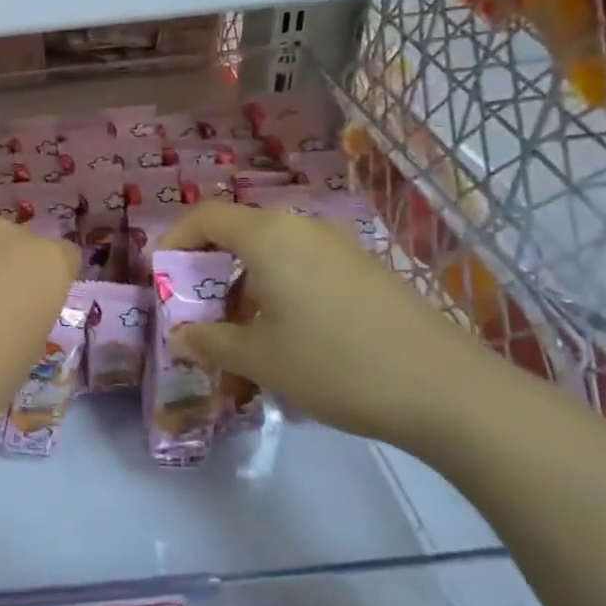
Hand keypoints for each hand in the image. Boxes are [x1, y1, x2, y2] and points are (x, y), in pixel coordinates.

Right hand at [160, 201, 514, 451]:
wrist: (446, 389)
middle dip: (209, 273)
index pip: (205, 217)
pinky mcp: (364, 271)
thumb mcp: (260, 358)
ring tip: (240, 339)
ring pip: (271, 256)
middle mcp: (302, 229)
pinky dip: (278, 294)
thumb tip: (180, 336)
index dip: (174, 241)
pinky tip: (288, 340)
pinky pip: (303, 269)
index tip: (159, 276)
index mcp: (268, 236)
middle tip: (198, 315)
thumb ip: (210, 342)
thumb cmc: (335, 364)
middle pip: (238, 235)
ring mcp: (338, 248)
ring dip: (244, 289)